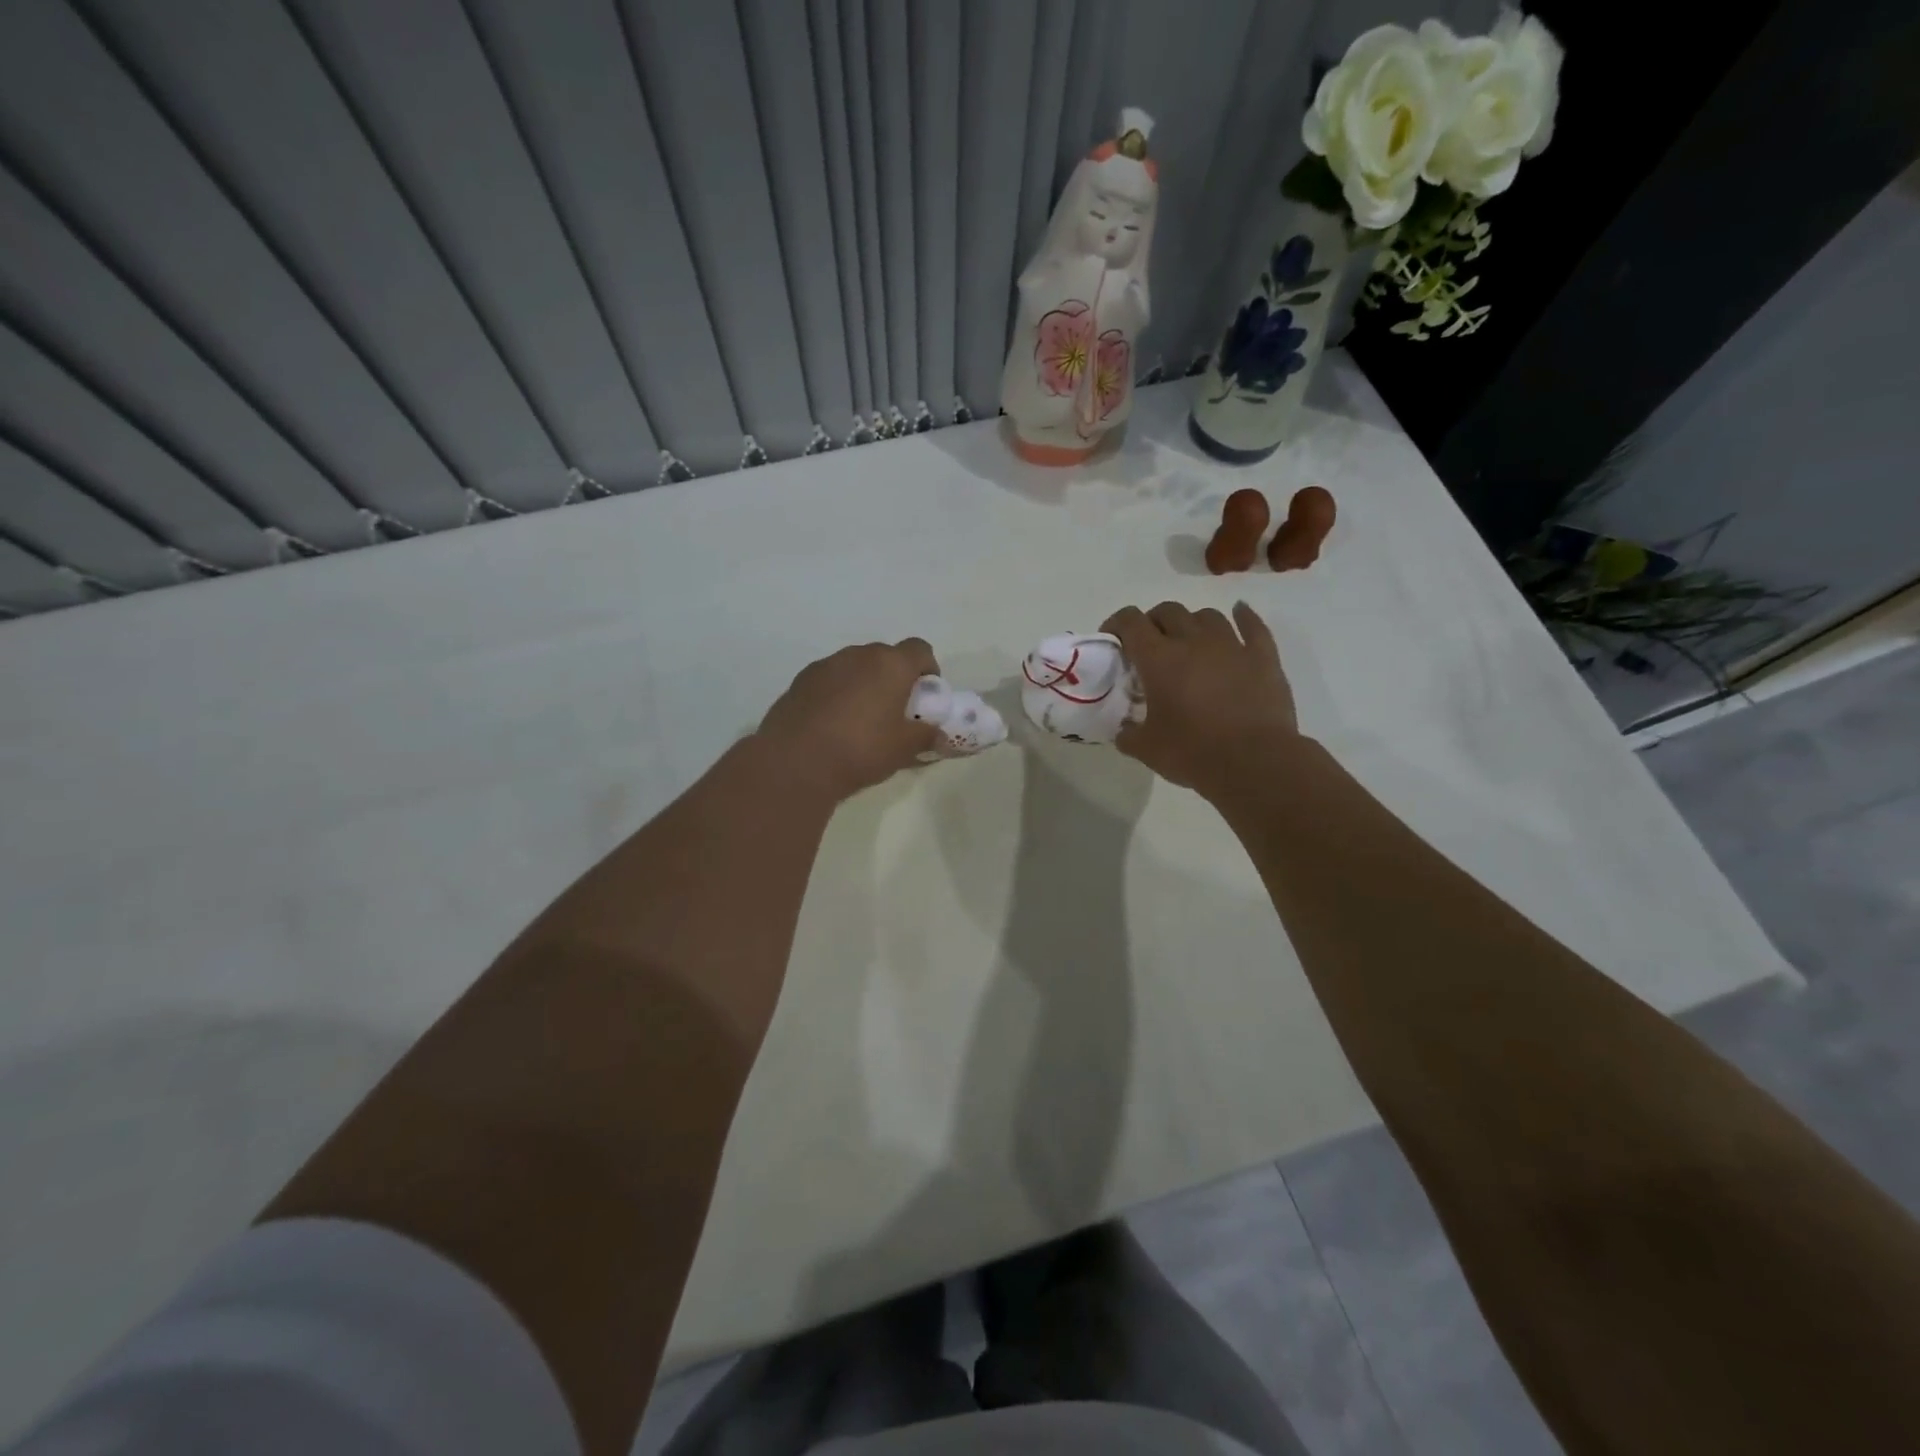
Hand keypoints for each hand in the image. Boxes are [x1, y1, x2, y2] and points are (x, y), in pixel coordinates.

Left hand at [757, 639, 943, 799]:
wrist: (795, 762)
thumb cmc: (861, 749)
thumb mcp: (904, 748)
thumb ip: (926, 736)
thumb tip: (938, 734)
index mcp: (890, 664)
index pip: (920, 649)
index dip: (927, 669)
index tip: (925, 696)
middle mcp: (858, 655)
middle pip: (886, 656)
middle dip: (895, 678)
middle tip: (895, 711)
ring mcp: (826, 665)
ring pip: (855, 667)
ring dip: (864, 684)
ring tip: (861, 720)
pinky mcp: (800, 680)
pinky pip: (830, 680)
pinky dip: (838, 694)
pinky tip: (833, 725)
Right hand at [1100, 601, 1298, 796]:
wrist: (1255, 762)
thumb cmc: (1193, 753)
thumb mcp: (1146, 749)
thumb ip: (1128, 734)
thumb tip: (1124, 730)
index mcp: (1159, 659)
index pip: (1131, 622)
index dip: (1117, 623)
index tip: (1112, 638)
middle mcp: (1193, 641)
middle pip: (1168, 611)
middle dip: (1153, 621)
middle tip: (1149, 644)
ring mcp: (1232, 645)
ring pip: (1207, 615)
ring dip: (1192, 622)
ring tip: (1189, 640)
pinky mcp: (1263, 657)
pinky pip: (1253, 626)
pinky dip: (1244, 617)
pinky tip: (1240, 613)